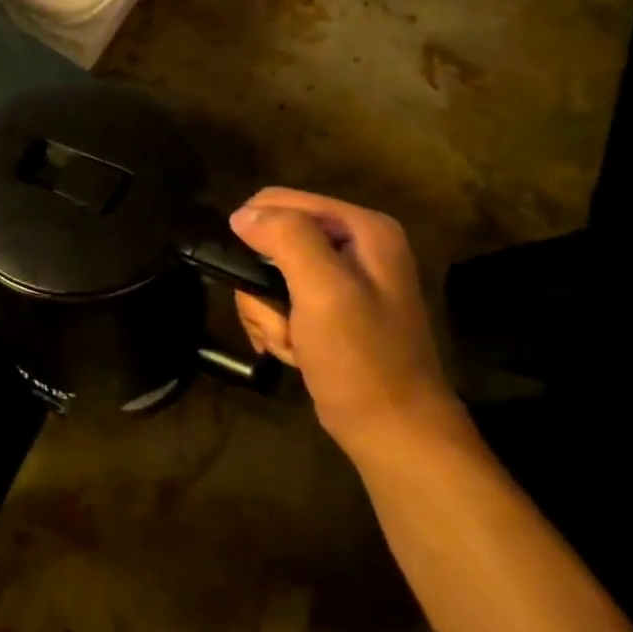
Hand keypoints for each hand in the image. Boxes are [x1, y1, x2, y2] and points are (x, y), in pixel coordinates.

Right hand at [230, 188, 468, 459]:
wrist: (391, 429)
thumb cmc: (362, 358)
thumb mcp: (324, 290)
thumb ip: (287, 239)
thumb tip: (241, 215)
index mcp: (363, 229)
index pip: (278, 201)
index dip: (254, 236)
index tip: (257, 280)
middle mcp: (354, 246)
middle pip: (268, 241)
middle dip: (262, 284)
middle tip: (281, 320)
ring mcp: (341, 280)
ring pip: (265, 276)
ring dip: (266, 313)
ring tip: (291, 341)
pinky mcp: (328, 310)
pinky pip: (276, 302)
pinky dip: (275, 328)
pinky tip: (294, 351)